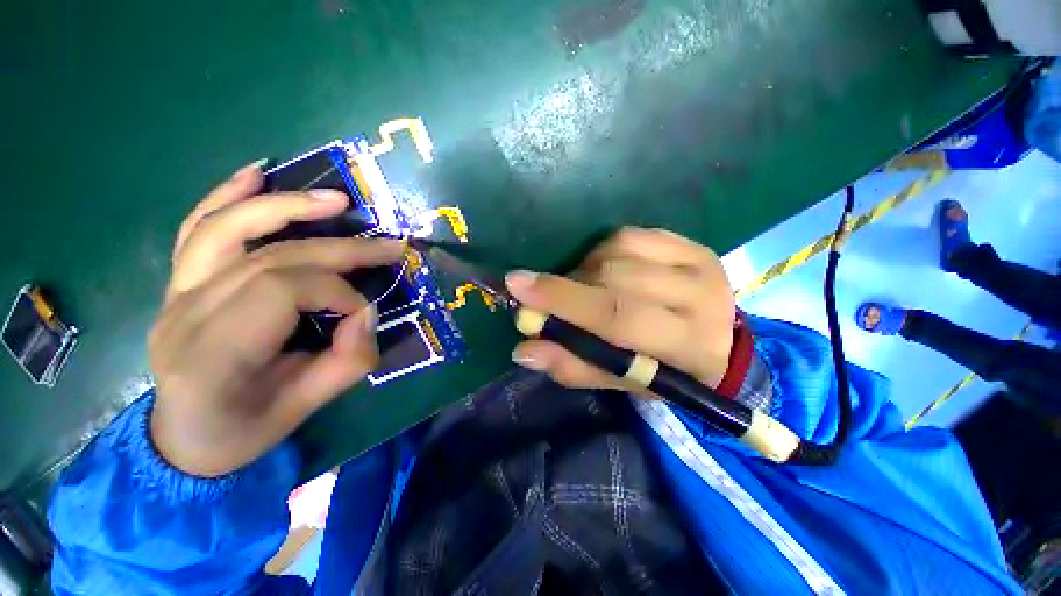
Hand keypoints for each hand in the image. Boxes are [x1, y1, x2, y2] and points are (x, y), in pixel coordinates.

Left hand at [148, 161, 404, 476]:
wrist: (185, 439)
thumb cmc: (245, 430)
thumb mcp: (307, 407)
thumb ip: (348, 359)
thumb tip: (366, 311)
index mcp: (213, 354)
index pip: (282, 290)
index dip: (337, 292)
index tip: (364, 312)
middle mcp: (185, 313)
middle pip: (270, 256)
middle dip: (340, 249)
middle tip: (389, 245)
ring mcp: (175, 292)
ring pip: (229, 228)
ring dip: (287, 206)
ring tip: (336, 200)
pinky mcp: (179, 283)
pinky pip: (198, 228)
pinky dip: (226, 195)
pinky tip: (256, 173)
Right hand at [506, 227, 734, 393]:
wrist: (718, 343)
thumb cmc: (668, 372)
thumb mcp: (622, 382)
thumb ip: (575, 366)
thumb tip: (525, 350)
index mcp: (690, 344)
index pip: (619, 316)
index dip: (564, 300)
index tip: (517, 285)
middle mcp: (701, 295)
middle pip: (615, 278)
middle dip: (567, 287)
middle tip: (544, 298)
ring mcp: (697, 261)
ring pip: (617, 252)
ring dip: (585, 271)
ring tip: (582, 291)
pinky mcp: (687, 242)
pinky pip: (627, 236)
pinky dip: (602, 253)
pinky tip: (603, 271)